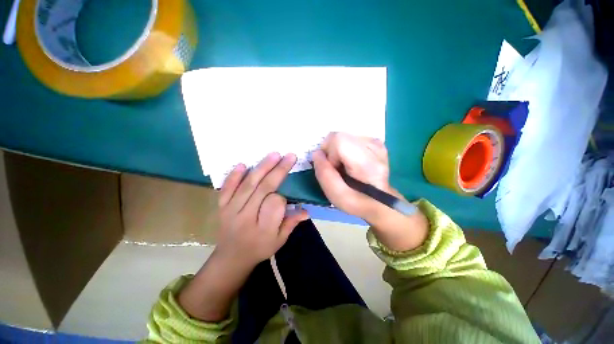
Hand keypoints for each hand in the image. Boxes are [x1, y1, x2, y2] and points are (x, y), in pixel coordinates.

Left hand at [215, 152, 308, 268]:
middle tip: (289, 156)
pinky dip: (234, 176)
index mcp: (263, 229)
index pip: (275, 205)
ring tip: (274, 155)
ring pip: (247, 185)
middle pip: (263, 190)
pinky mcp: (221, 207)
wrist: (230, 258)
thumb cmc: (259, 249)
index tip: (287, 193)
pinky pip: (226, 189)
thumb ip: (291, 224)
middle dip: (278, 171)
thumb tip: (306, 210)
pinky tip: (244, 164)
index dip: (283, 196)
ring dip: (261, 168)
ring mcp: (231, 211)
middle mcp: (245, 218)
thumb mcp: (279, 241)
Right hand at [311, 132, 393, 217]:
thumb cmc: (357, 202)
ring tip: (344, 166)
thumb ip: (324, 174)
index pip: (338, 140)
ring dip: (337, 151)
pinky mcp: (375, 141)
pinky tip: (351, 161)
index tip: (332, 168)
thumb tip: (317, 153)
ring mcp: (376, 142)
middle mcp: (374, 147)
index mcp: (367, 162)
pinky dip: (345, 149)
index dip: (329, 153)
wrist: (380, 200)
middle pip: (339, 136)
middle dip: (331, 152)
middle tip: (336, 168)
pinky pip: (350, 138)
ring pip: (343, 136)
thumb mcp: (336, 195)